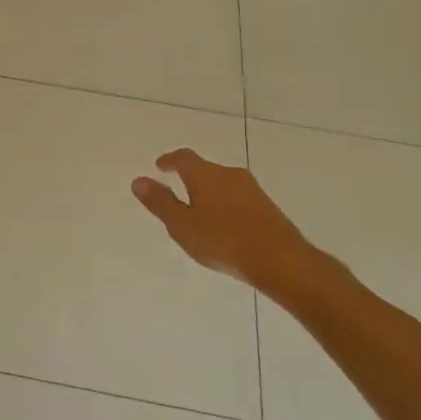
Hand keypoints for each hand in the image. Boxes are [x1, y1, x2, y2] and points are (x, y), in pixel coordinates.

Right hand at [131, 149, 329, 300]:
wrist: (282, 261)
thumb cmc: (223, 241)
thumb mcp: (182, 225)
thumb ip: (160, 202)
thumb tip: (138, 180)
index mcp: (205, 175)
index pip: (183, 158)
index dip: (170, 160)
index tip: (160, 166)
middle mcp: (229, 174)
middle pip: (205, 169)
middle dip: (190, 178)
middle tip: (177, 190)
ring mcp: (252, 190)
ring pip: (223, 184)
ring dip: (210, 192)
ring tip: (200, 211)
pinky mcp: (268, 207)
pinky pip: (238, 198)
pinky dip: (226, 205)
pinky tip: (225, 225)